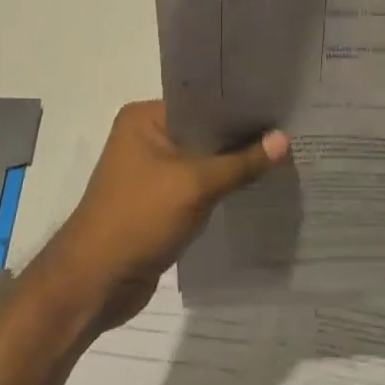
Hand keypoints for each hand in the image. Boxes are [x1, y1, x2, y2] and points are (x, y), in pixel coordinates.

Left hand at [43, 101, 286, 326]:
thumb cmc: (139, 218)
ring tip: (281, 157)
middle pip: (203, 131)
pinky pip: (197, 186)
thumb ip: (241, 162)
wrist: (96, 283)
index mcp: (144, 118)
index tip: (278, 107)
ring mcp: (150, 171)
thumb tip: (284, 139)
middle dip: (239, 137)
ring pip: (202, 161)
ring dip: (231, 165)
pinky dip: (220, 188)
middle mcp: (145, 137)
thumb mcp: (195, 185)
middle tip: (288, 132)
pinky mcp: (158, 202)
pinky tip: (255, 187)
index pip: (201, 102)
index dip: (238, 106)